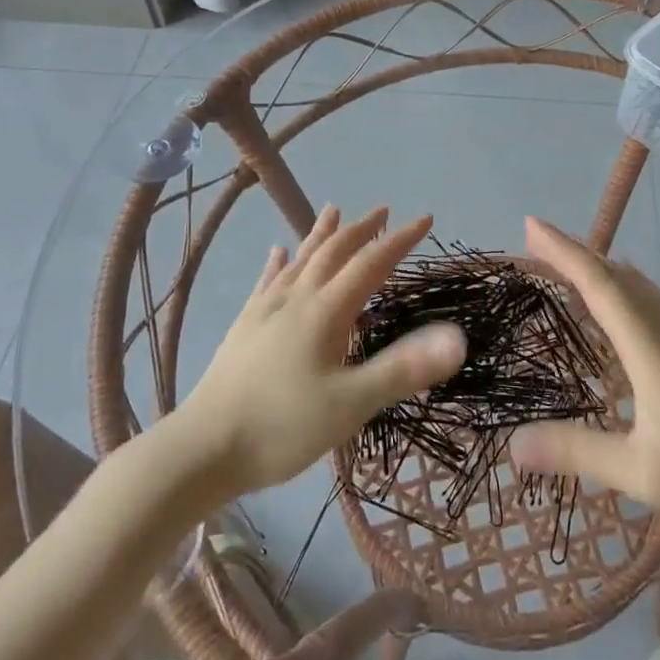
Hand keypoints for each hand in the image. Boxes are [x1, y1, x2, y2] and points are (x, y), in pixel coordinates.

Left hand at [178, 205, 465, 496]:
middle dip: (361, 230)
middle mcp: (295, 299)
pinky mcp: (244, 327)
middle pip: (333, 252)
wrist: (202, 449)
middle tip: (383, 211)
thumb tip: (457, 337)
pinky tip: (277, 253)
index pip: (370, 264)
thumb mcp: (351, 404)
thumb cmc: (281, 428)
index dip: (400, 240)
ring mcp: (265, 311)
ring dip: (320, 234)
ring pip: (299, 260)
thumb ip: (403, 369)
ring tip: (332, 210)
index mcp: (325, 312)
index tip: (425, 218)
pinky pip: (266, 282)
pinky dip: (278, 263)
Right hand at [508, 217, 659, 556]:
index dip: (563, 251)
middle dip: (575, 253)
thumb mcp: (638, 471)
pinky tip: (619, 308)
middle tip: (536, 245)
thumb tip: (513, 444)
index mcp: (651, 346)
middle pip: (617, 275)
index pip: (599, 284)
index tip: (531, 225)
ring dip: (600, 269)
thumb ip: (575, 452)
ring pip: (638, 285)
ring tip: (568, 268)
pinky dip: (622, 288)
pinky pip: (653, 300)